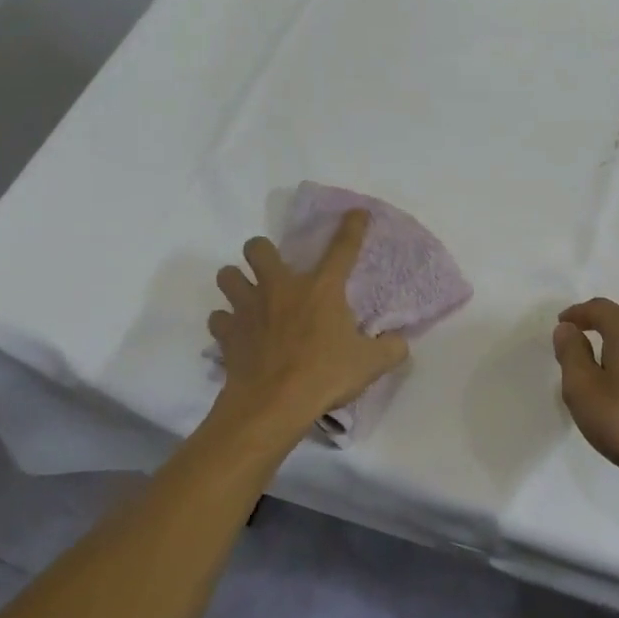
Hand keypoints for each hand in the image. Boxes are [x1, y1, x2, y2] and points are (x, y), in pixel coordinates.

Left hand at [207, 210, 407, 427]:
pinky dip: (227, 322)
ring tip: (250, 296)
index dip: (352, 227)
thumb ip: (390, 348)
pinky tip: (238, 332)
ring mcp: (249, 308)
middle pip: (258, 247)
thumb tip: (398, 342)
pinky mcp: (227, 333)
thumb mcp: (371, 364)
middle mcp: (281, 288)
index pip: (342, 248)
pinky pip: (219, 318)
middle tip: (275, 270)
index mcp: (321, 289)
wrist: (272, 405)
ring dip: (237, 281)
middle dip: (263, 252)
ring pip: (228, 275)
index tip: (356, 212)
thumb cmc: (325, 376)